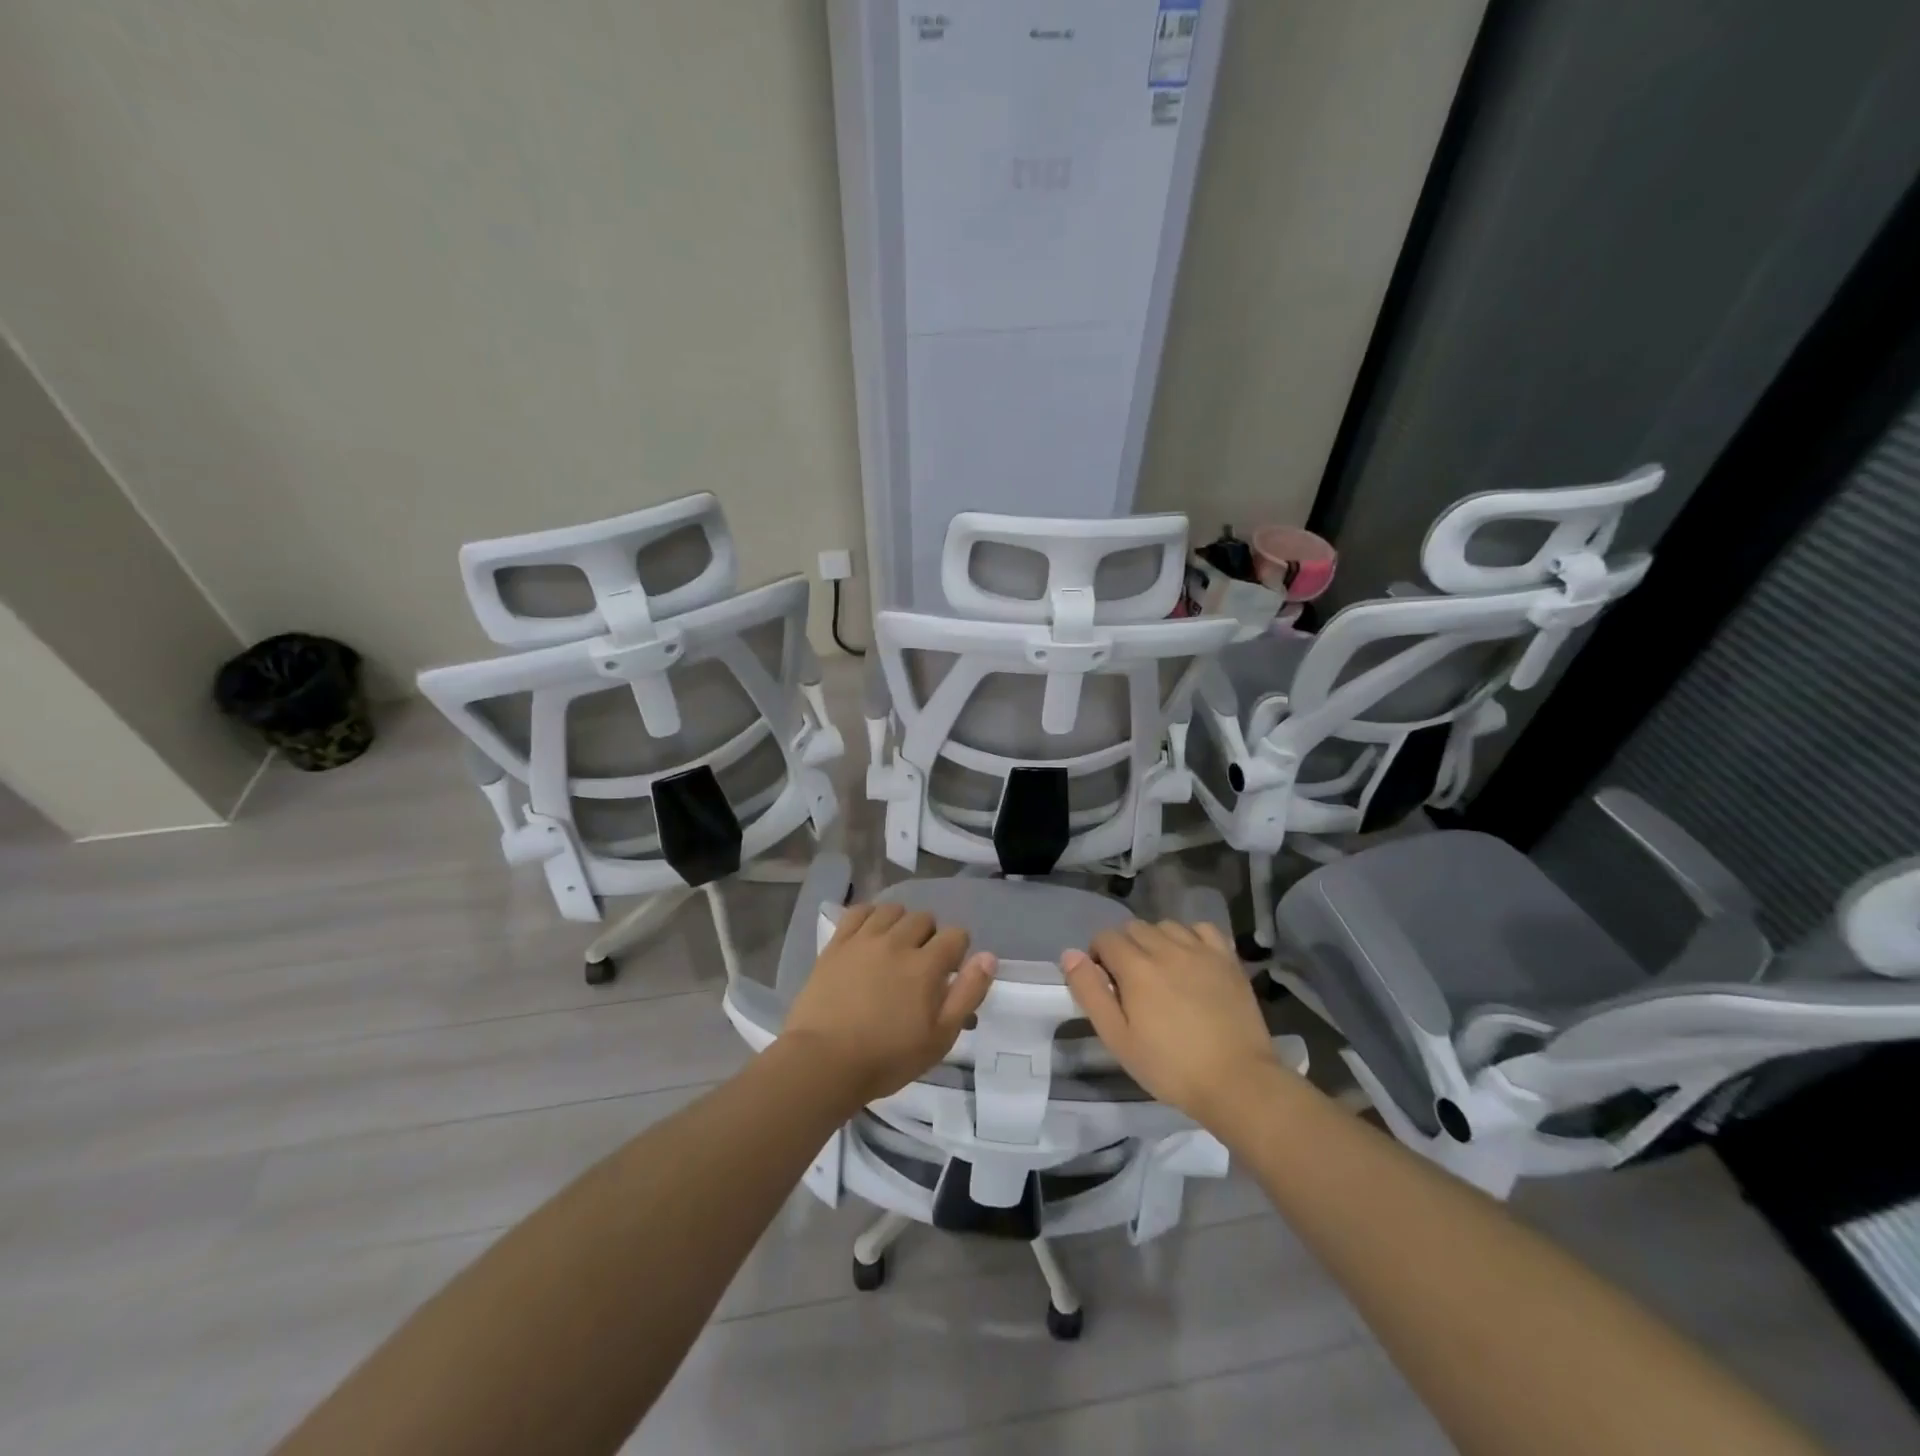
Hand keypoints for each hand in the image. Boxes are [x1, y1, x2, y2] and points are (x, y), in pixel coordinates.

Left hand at [783, 902, 995, 1109]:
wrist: (823, 1062)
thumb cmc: (887, 1058)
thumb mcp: (940, 1037)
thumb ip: (968, 994)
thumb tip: (988, 957)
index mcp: (926, 965)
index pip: (956, 935)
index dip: (958, 951)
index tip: (948, 974)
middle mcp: (897, 942)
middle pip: (924, 918)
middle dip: (930, 937)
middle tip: (921, 965)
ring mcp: (864, 939)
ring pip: (892, 910)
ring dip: (901, 923)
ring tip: (895, 948)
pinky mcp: (837, 943)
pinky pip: (858, 911)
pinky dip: (870, 916)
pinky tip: (870, 934)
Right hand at [1061, 919, 1282, 1129]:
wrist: (1238, 1082)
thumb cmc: (1170, 1067)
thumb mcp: (1117, 1038)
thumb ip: (1090, 992)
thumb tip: (1070, 955)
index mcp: (1136, 967)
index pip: (1105, 938)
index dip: (1098, 957)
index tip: (1105, 985)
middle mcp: (1166, 948)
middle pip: (1134, 927)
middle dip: (1124, 947)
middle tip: (1131, 983)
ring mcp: (1201, 951)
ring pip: (1166, 926)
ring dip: (1155, 941)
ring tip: (1160, 972)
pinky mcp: (1227, 959)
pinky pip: (1202, 929)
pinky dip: (1190, 937)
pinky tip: (1191, 960)